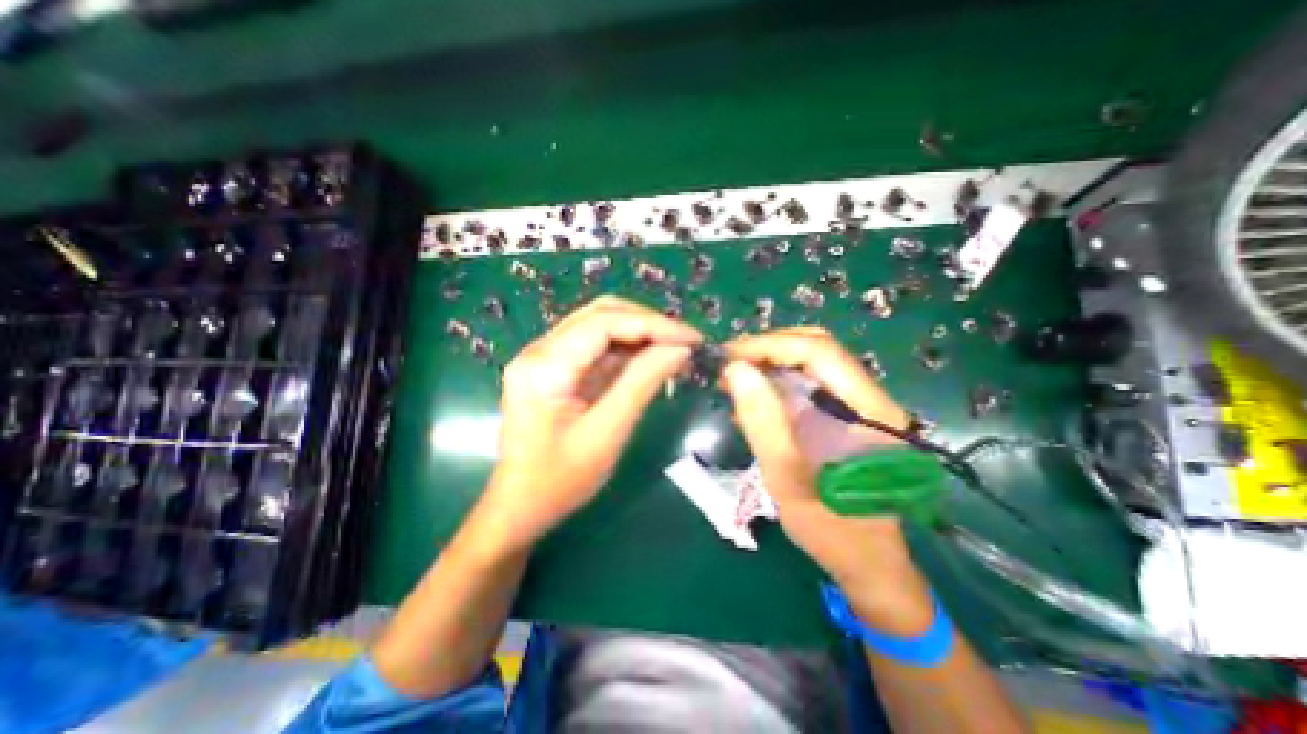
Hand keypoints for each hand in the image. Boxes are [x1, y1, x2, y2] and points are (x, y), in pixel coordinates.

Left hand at [482, 296, 704, 544]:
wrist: (521, 506)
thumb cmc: (560, 480)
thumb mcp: (607, 433)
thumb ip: (642, 383)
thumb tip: (680, 350)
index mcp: (545, 365)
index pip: (605, 322)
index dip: (653, 324)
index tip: (692, 338)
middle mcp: (540, 350)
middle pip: (601, 315)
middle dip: (648, 324)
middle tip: (685, 342)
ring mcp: (545, 357)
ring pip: (600, 326)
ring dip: (640, 334)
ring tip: (675, 350)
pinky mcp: (554, 368)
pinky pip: (596, 347)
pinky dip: (627, 350)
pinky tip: (651, 360)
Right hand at [718, 330, 932, 634]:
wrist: (868, 563)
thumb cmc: (833, 530)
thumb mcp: (789, 479)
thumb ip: (764, 423)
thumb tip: (736, 371)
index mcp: (868, 409)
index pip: (818, 351)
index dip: (770, 346)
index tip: (729, 358)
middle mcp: (868, 396)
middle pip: (815, 348)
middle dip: (767, 350)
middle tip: (729, 368)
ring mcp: (858, 404)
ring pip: (809, 363)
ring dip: (769, 365)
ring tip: (734, 382)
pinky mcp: (844, 415)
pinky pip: (807, 383)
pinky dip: (775, 383)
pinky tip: (752, 402)